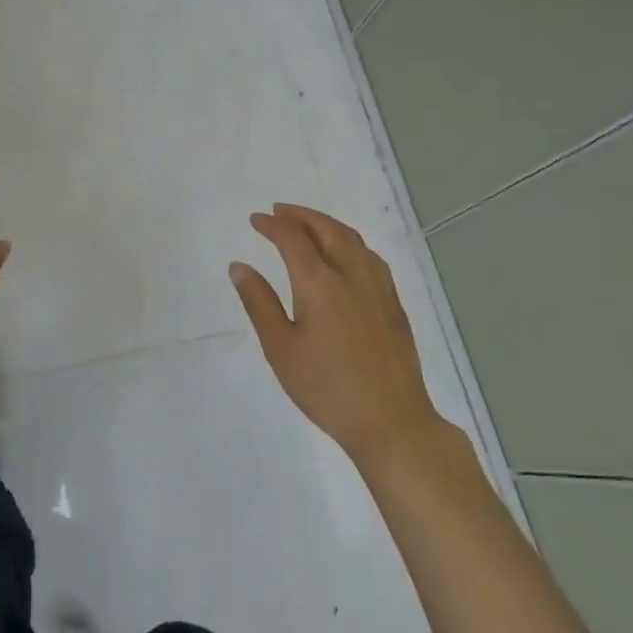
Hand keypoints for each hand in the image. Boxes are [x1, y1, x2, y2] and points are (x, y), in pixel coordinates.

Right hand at [231, 204, 447, 468]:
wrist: (391, 421)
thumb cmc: (327, 388)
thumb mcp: (280, 349)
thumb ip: (259, 303)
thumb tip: (239, 266)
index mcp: (319, 283)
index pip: (292, 238)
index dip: (272, 225)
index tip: (255, 220)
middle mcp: (351, 274)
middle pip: (326, 229)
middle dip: (300, 215)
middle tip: (279, 212)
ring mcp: (377, 287)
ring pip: (351, 239)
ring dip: (326, 224)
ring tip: (308, 224)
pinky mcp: (393, 303)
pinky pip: (369, 255)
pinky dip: (349, 241)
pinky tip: (344, 254)